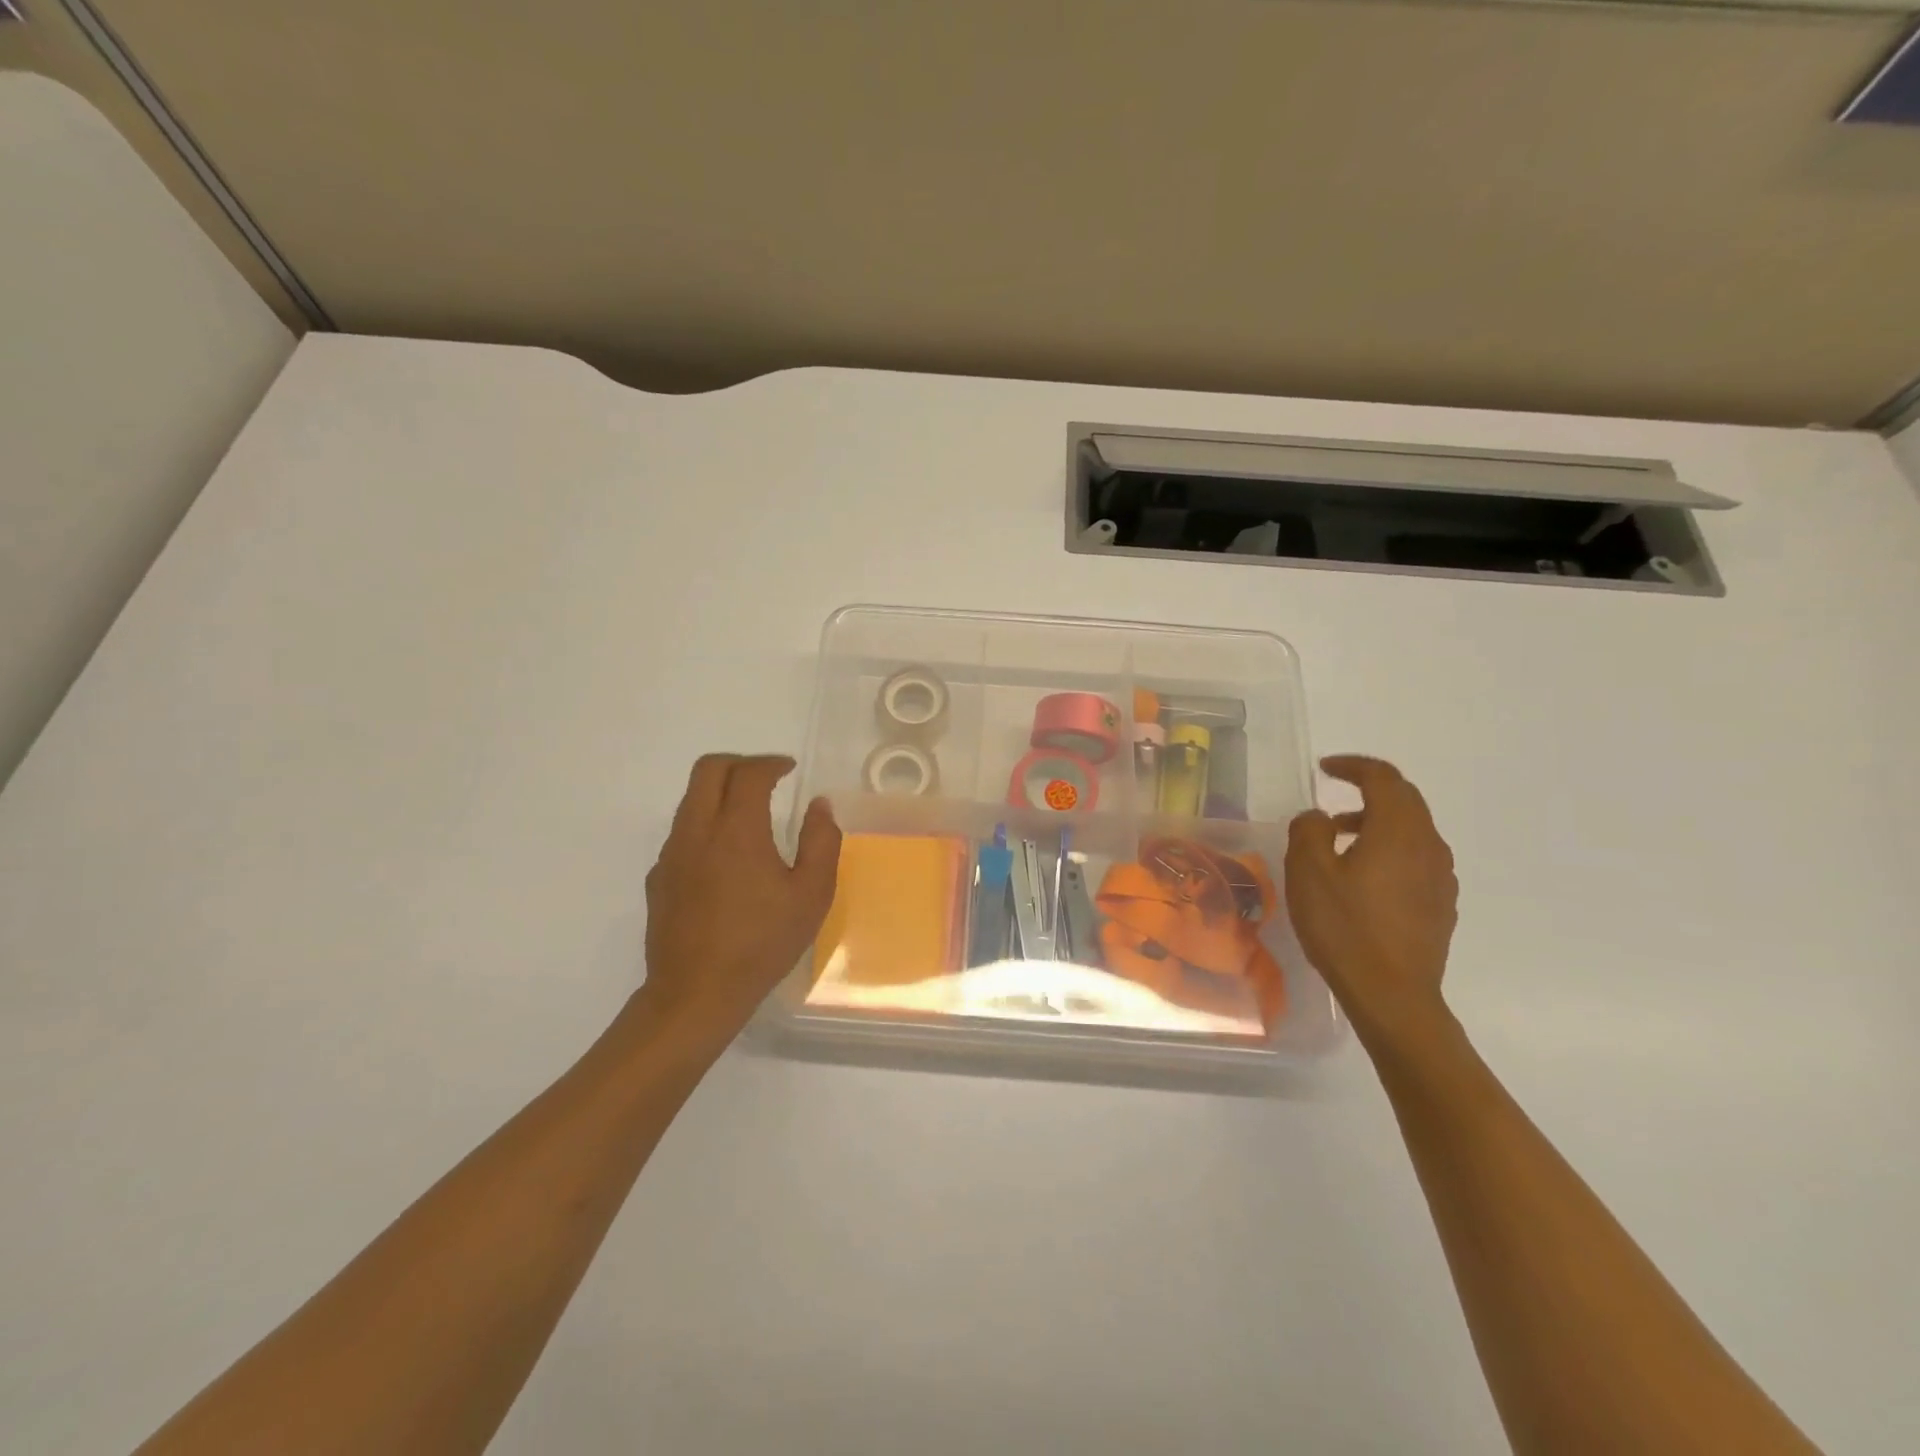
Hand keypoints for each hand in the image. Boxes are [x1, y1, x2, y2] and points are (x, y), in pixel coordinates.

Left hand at [638, 754, 840, 1039]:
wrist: (695, 994)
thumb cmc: (761, 943)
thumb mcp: (811, 894)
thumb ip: (821, 841)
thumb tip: (819, 806)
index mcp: (736, 830)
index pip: (748, 773)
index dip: (771, 763)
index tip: (789, 769)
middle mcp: (696, 831)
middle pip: (708, 770)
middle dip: (739, 763)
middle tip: (766, 778)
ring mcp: (671, 854)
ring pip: (690, 799)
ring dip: (720, 792)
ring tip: (750, 815)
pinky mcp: (658, 878)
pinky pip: (681, 832)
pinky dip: (705, 824)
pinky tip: (726, 859)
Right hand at [1286, 755, 1458, 1048]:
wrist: (1393, 995)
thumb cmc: (1345, 927)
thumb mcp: (1308, 872)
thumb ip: (1308, 831)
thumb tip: (1318, 818)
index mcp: (1399, 831)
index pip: (1384, 778)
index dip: (1354, 766)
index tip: (1326, 768)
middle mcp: (1429, 846)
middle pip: (1405, 800)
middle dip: (1368, 791)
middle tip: (1333, 797)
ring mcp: (1441, 877)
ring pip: (1412, 831)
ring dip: (1377, 823)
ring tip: (1339, 841)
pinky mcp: (1441, 904)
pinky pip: (1416, 859)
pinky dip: (1390, 850)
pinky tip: (1363, 877)